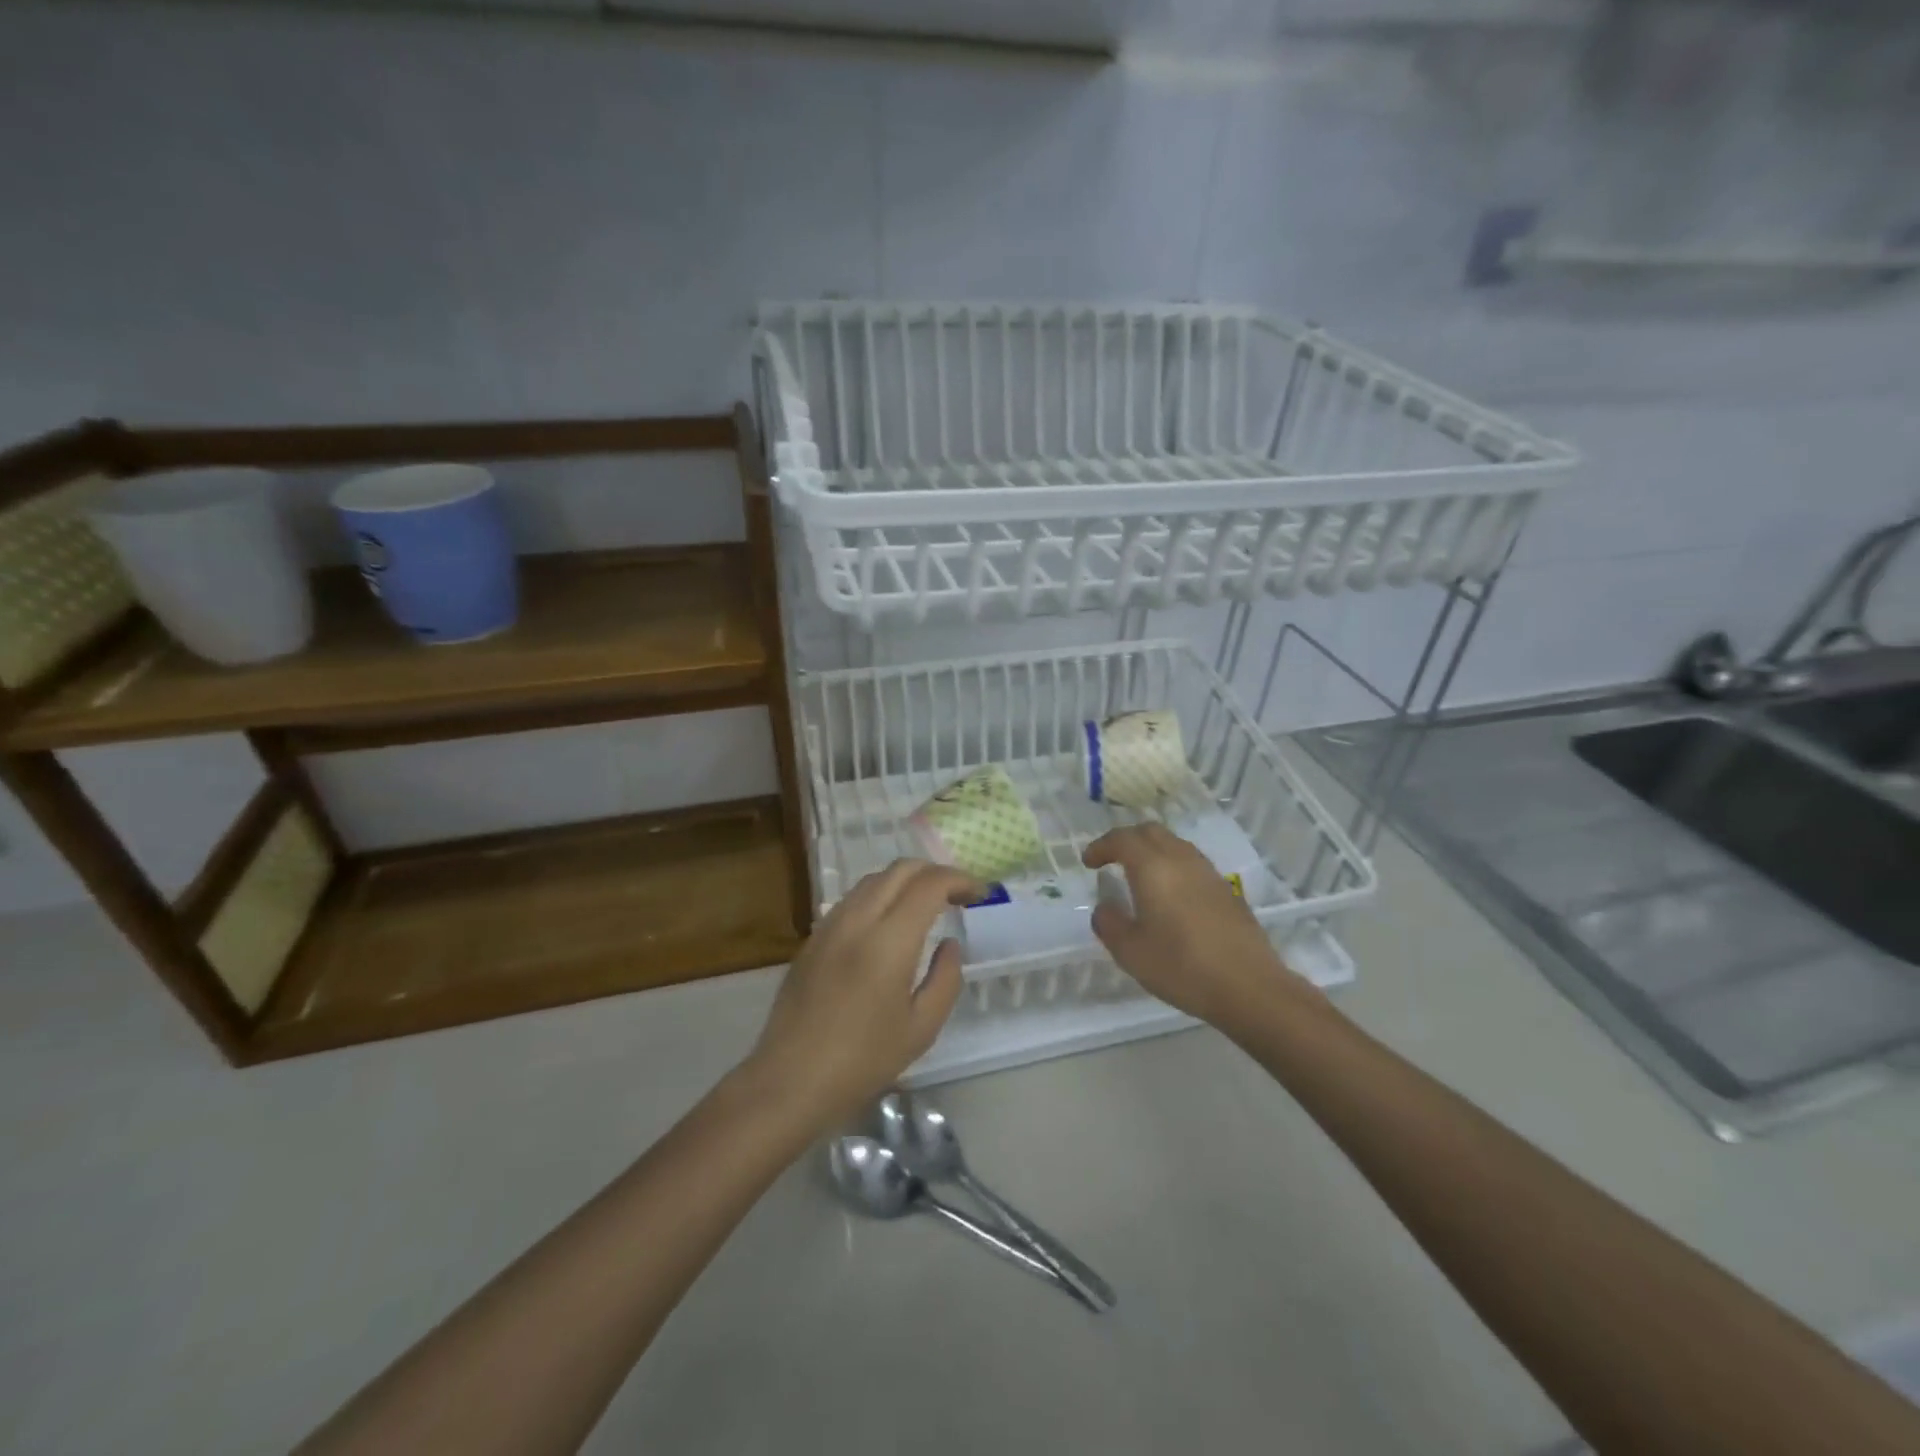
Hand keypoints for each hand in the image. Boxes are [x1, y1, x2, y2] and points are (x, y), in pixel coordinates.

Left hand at [745, 859, 980, 1129]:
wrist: (790, 1081)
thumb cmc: (863, 1061)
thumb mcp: (921, 1028)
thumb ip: (945, 978)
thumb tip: (950, 944)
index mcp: (888, 940)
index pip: (929, 884)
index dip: (960, 880)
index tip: (980, 895)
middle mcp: (857, 919)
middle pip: (900, 869)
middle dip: (935, 872)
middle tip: (958, 895)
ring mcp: (830, 925)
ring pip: (873, 879)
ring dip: (906, 881)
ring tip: (927, 905)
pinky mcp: (813, 938)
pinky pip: (853, 899)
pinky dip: (881, 895)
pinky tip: (889, 923)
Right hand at [1083, 824, 1321, 1034]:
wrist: (1250, 987)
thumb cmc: (1182, 967)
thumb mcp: (1130, 952)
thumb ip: (1109, 923)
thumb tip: (1105, 908)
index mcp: (1153, 868)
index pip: (1122, 839)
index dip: (1101, 846)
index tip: (1089, 862)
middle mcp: (1182, 860)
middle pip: (1151, 832)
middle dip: (1127, 840)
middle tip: (1111, 860)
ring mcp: (1209, 873)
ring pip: (1175, 845)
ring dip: (1153, 851)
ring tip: (1140, 876)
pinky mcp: (1227, 891)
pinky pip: (1192, 864)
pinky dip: (1173, 867)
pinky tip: (1171, 896)